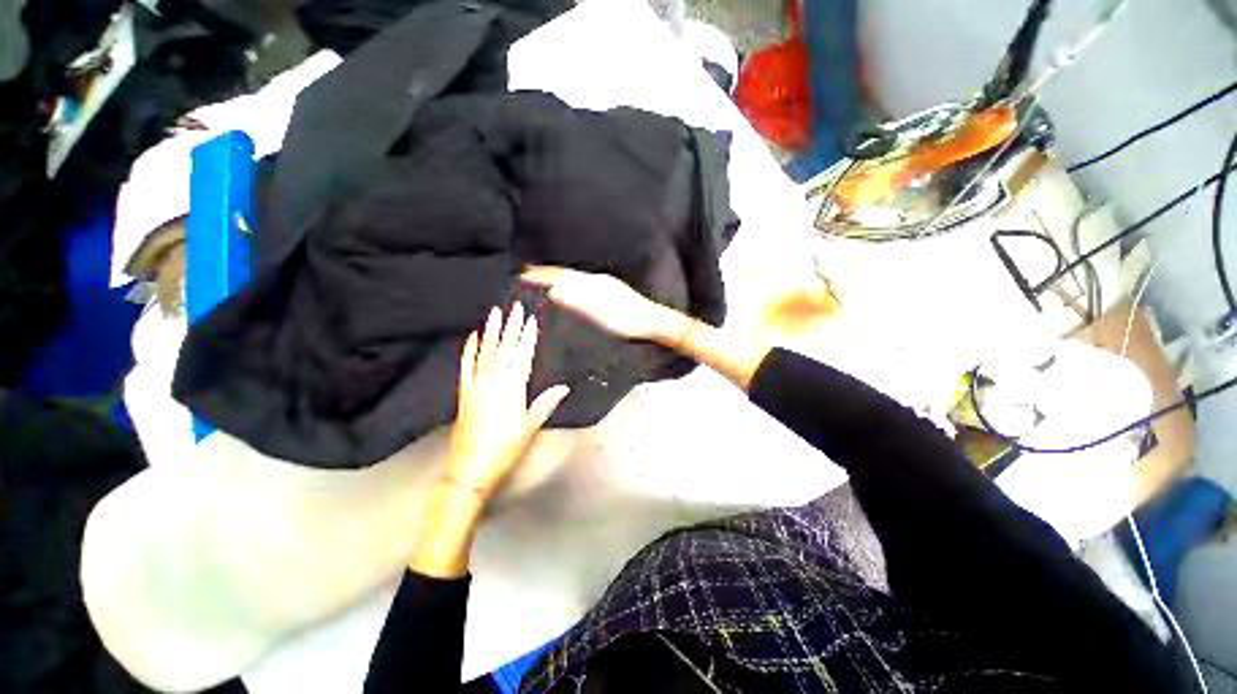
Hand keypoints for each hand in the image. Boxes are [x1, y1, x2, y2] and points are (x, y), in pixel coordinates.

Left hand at [447, 303, 569, 499]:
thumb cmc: (506, 447)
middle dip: (511, 326)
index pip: (522, 355)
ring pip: (485, 351)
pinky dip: (469, 349)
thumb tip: (564, 387)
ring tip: (495, 312)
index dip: (528, 336)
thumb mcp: (531, 426)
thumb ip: (547, 403)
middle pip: (504, 348)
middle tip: (516, 307)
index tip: (532, 319)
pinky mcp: (463, 391)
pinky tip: (473, 336)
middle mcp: (493, 380)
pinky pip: (466, 365)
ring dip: (491, 331)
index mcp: (512, 387)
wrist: (471, 467)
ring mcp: (476, 384)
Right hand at [522, 265, 683, 340]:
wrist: (653, 323)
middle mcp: (598, 280)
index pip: (562, 276)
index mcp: (593, 283)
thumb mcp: (600, 314)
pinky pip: (586, 284)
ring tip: (547, 280)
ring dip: (560, 278)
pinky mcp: (612, 293)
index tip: (525, 274)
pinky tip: (573, 291)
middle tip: (529, 272)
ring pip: (577, 278)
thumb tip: (554, 290)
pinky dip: (573, 285)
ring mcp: (606, 286)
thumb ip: (577, 302)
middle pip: (568, 274)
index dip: (543, 275)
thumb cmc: (627, 321)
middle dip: (548, 273)